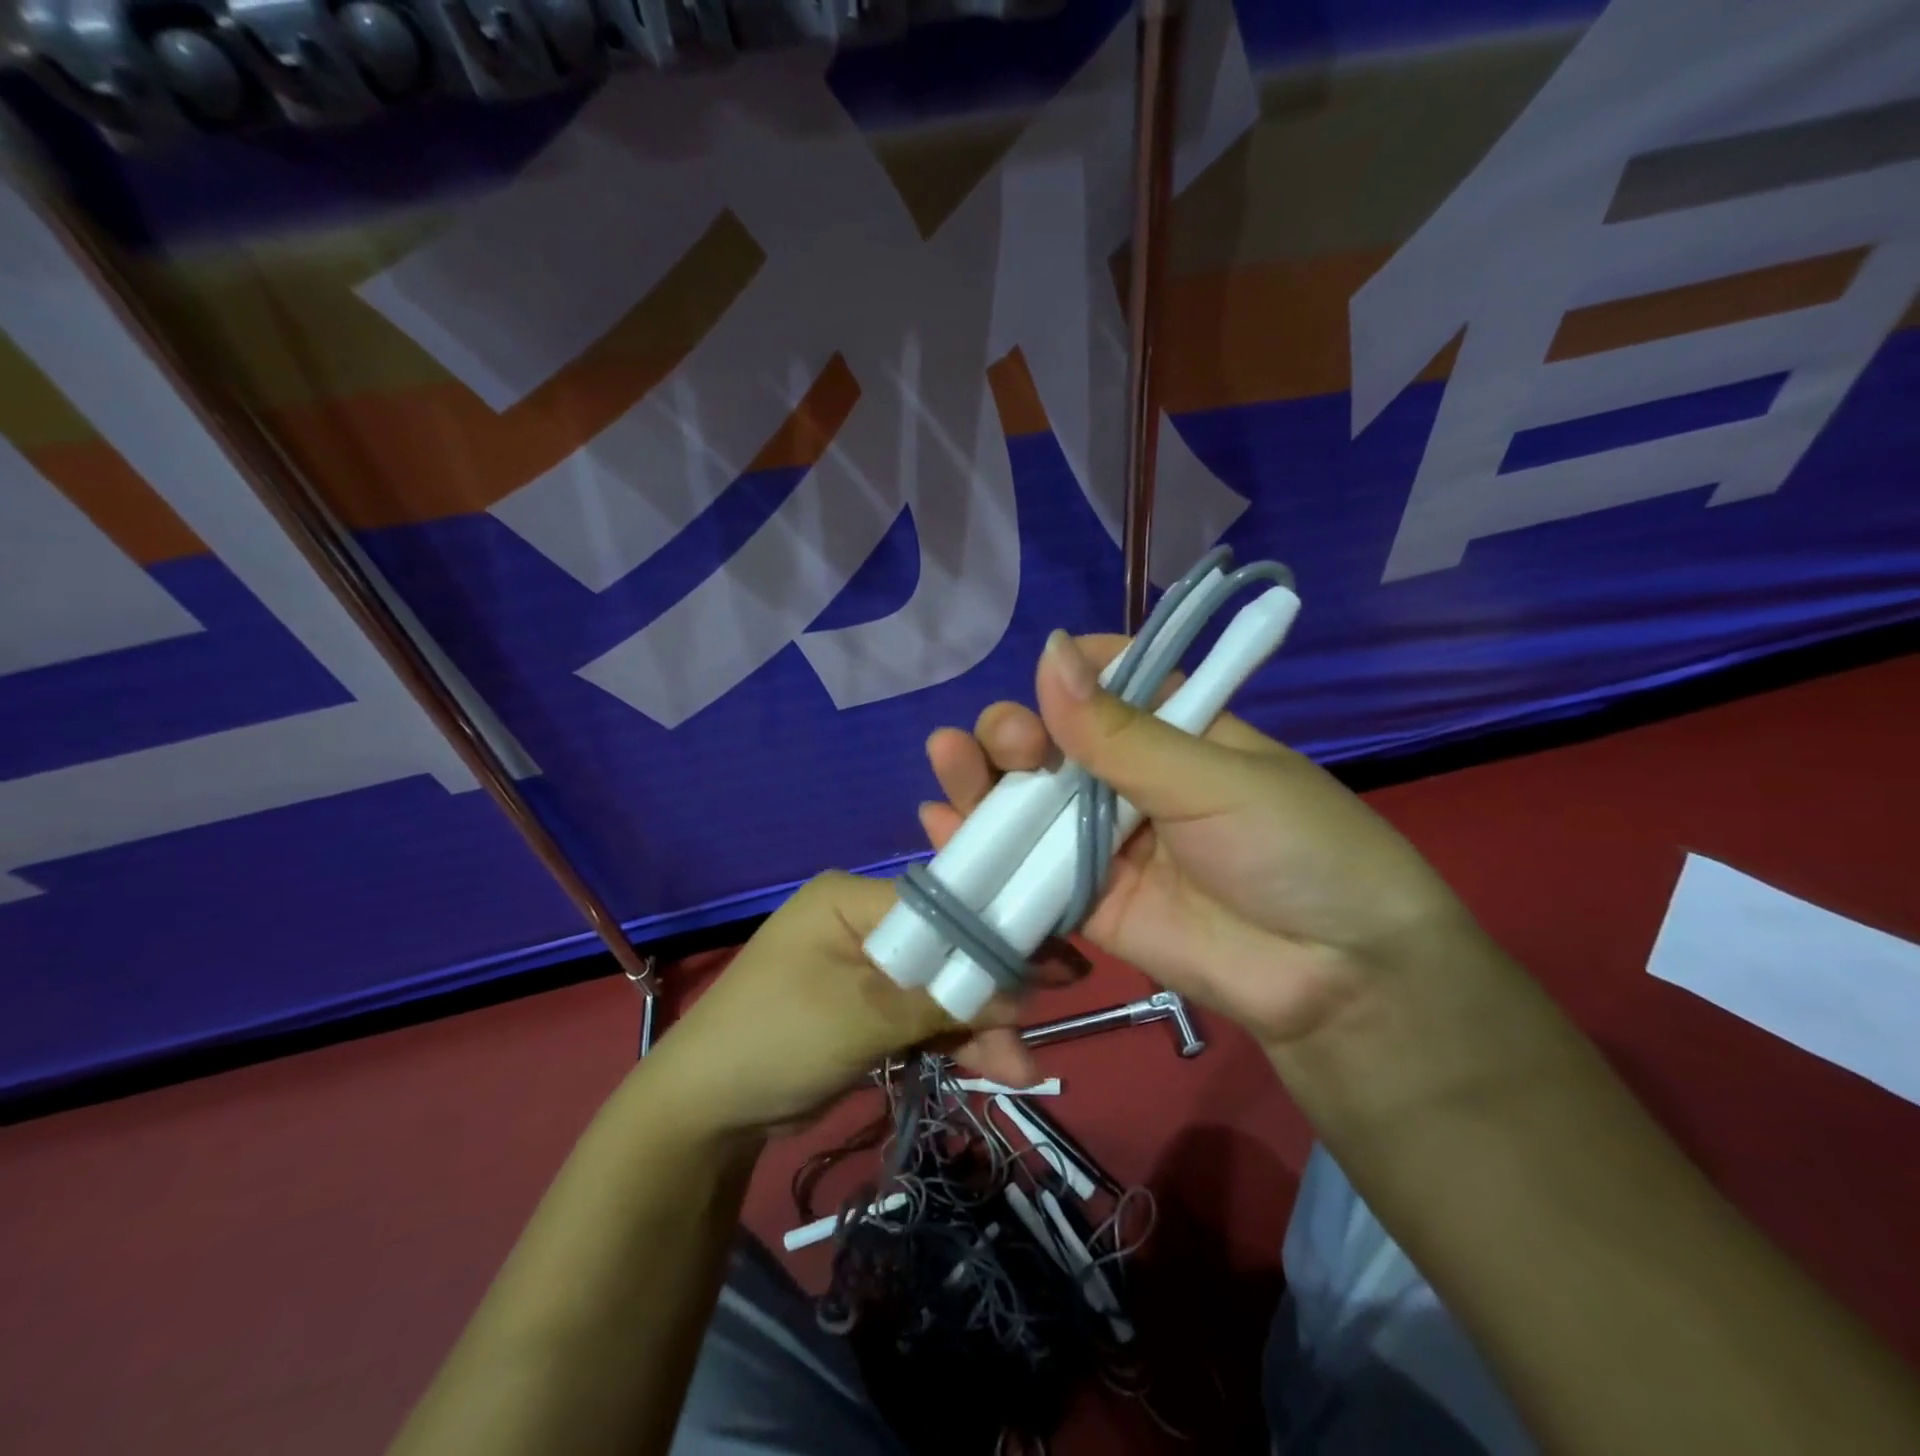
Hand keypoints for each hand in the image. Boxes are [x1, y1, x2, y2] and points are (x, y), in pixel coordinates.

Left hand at [640, 874, 1037, 1138]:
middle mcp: (861, 924)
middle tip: (1043, 1019)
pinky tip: (992, 1067)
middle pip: (944, 948)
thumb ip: (942, 1001)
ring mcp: (864, 969)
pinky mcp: (866, 1010)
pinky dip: (951, 1041)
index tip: (1050, 960)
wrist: (703, 1115)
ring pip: (937, 988)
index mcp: (851, 899)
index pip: (939, 904)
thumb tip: (1019, 994)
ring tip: (1020, 1070)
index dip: (993, 932)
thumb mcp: (862, 1017)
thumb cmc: (776, 1039)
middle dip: (988, 992)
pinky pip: (920, 1016)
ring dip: (976, 1026)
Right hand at [920, 631, 1481, 1050]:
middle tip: (1013, 744)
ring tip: (948, 760)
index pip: (1101, 684)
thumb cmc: (1293, 849)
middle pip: (1050, 744)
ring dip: (980, 780)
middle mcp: (1128, 781)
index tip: (1046, 675)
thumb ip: (1121, 731)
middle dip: (1014, 733)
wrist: (1335, 978)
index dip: (1064, 675)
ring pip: (1027, 803)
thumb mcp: (1212, 778)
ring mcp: (1102, 843)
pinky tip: (939, 825)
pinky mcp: (1087, 902)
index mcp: (1170, 731)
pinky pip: (1026, 872)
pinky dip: (980, 849)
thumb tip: (1050, 652)